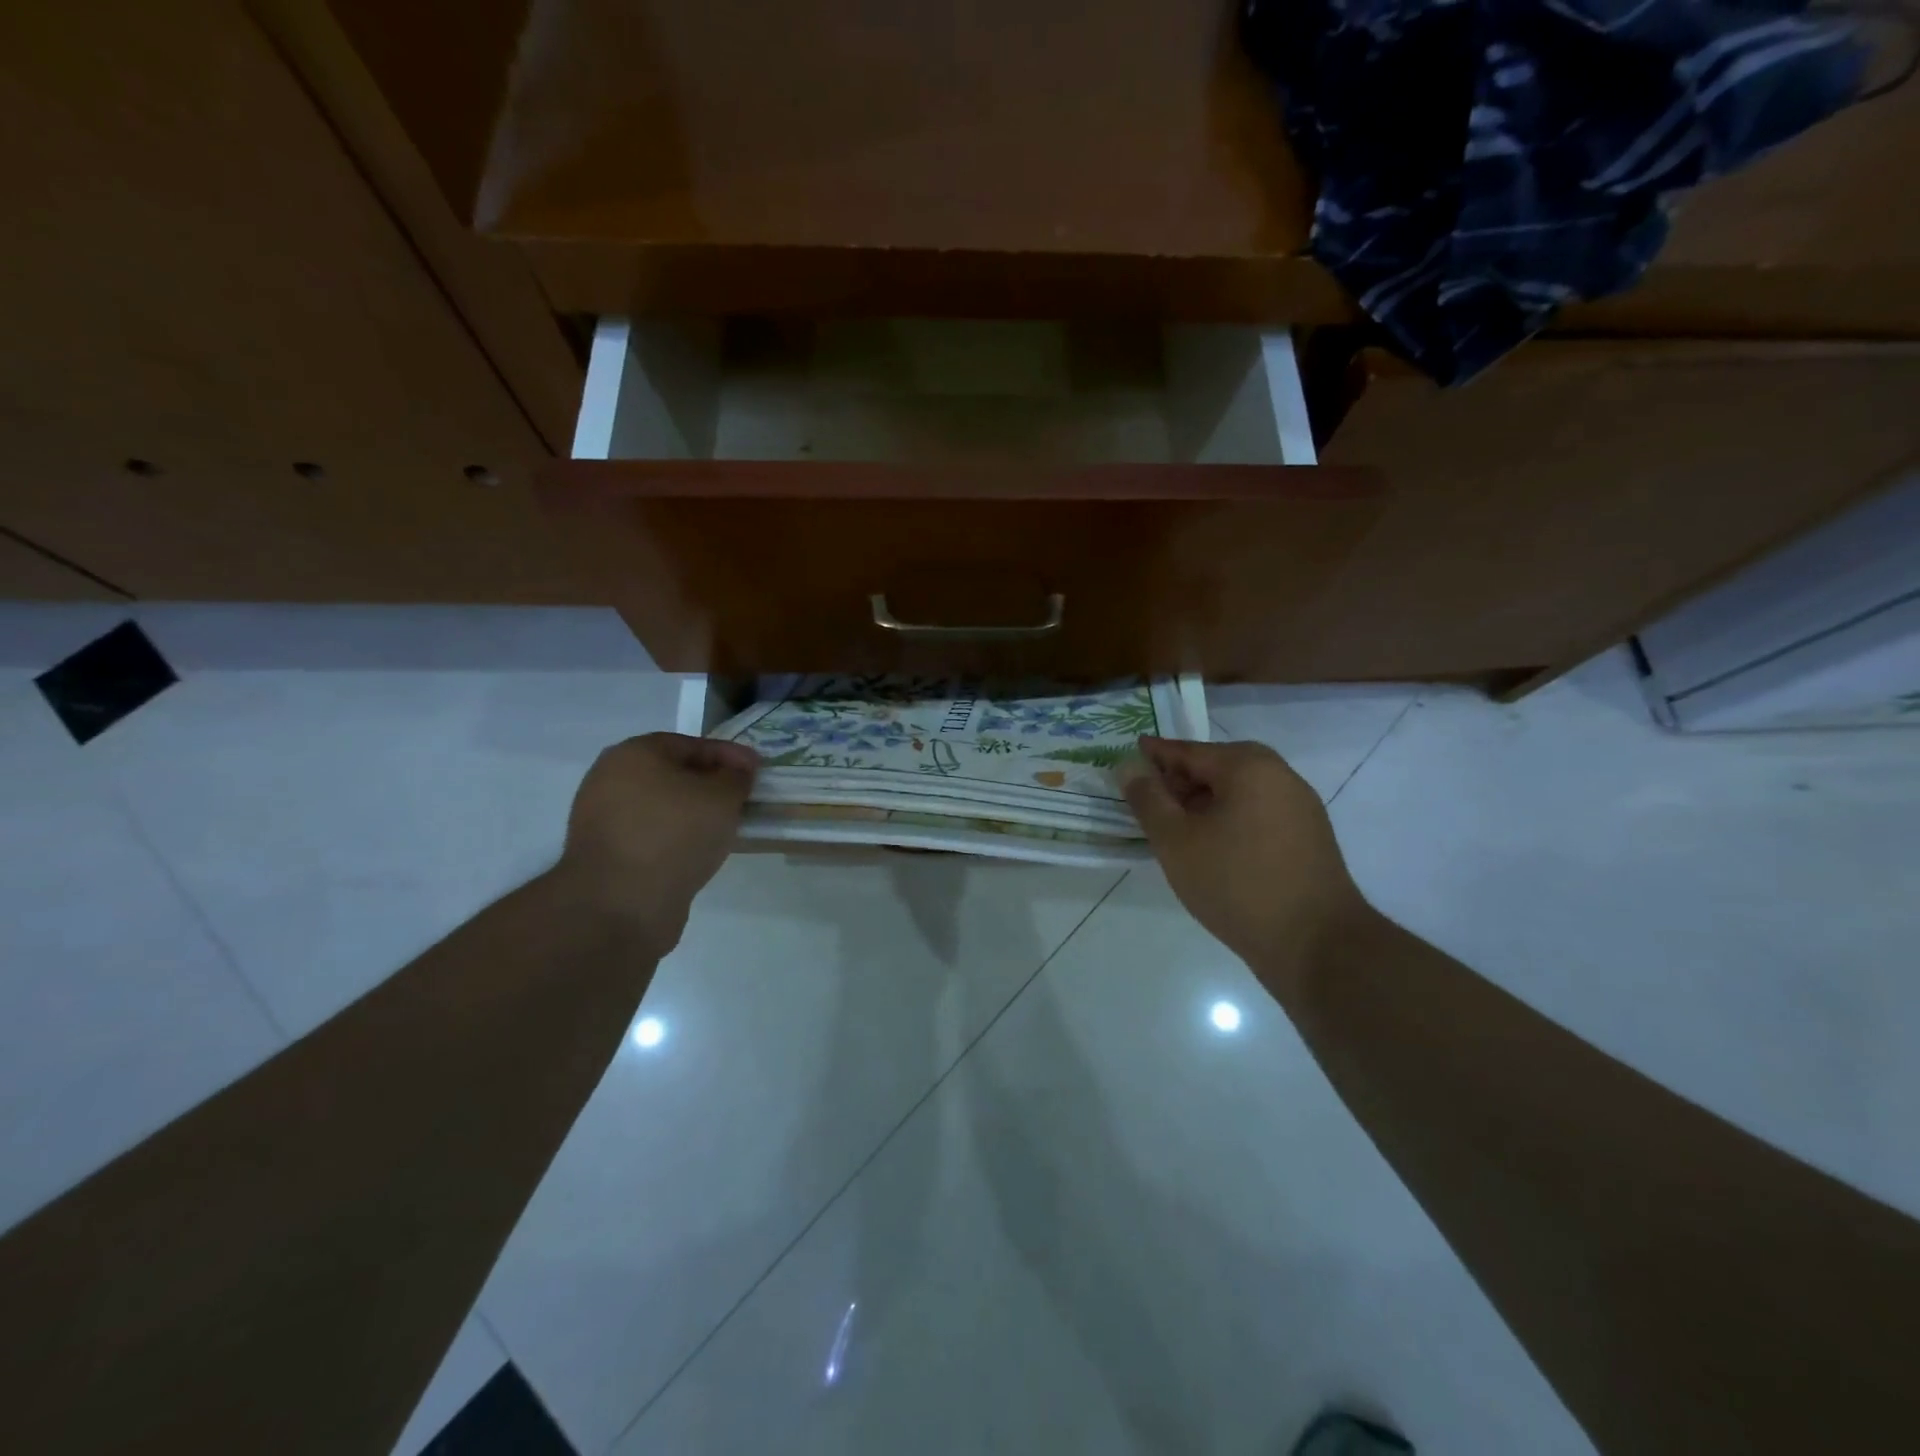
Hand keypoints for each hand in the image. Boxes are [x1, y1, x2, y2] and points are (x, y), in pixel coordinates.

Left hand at [558, 733, 758, 954]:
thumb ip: (736, 777)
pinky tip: (698, 850)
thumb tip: (736, 772)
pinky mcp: (604, 853)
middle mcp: (609, 778)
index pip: (692, 744)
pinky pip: (650, 833)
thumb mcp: (722, 798)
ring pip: (661, 805)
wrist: (621, 905)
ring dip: (692, 812)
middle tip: (742, 797)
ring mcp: (601, 817)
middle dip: (709, 783)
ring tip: (724, 826)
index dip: (730, 755)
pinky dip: (675, 836)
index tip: (757, 770)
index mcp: (634, 753)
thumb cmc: (675, 835)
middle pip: (673, 773)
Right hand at [1120, 737, 1370, 990]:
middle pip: (1217, 767)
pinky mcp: (1309, 838)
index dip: (1155, 755)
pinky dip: (1228, 819)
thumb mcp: (1176, 841)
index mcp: (1248, 766)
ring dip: (1204, 802)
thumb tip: (1129, 767)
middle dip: (1180, 780)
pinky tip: (1211, 846)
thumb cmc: (1236, 883)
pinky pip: (1257, 814)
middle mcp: (1280, 776)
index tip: (1128, 756)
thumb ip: (1148, 799)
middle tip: (1147, 798)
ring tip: (1174, 826)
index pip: (1189, 751)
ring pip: (1238, 792)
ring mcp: (1300, 807)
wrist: (1316, 944)